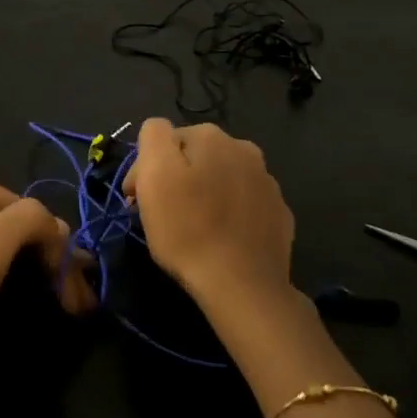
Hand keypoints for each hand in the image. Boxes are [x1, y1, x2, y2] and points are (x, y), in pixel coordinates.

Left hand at [0, 178, 95, 365]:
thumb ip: (30, 220)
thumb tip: (59, 227)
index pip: (36, 212)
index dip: (60, 251)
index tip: (77, 295)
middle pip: (23, 225)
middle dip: (53, 261)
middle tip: (76, 304)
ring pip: (9, 243)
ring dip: (39, 269)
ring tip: (63, 302)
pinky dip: (14, 272)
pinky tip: (27, 291)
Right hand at [124, 118, 294, 318]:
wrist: (243, 286)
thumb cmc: (189, 229)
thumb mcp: (155, 175)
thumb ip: (154, 136)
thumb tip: (159, 131)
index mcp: (211, 136)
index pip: (165, 140)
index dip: (145, 169)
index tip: (137, 200)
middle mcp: (244, 149)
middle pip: (195, 157)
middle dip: (176, 178)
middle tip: (161, 215)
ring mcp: (267, 183)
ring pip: (221, 179)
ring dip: (204, 193)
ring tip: (192, 227)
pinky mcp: (279, 215)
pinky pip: (243, 205)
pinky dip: (229, 213)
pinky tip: (221, 237)